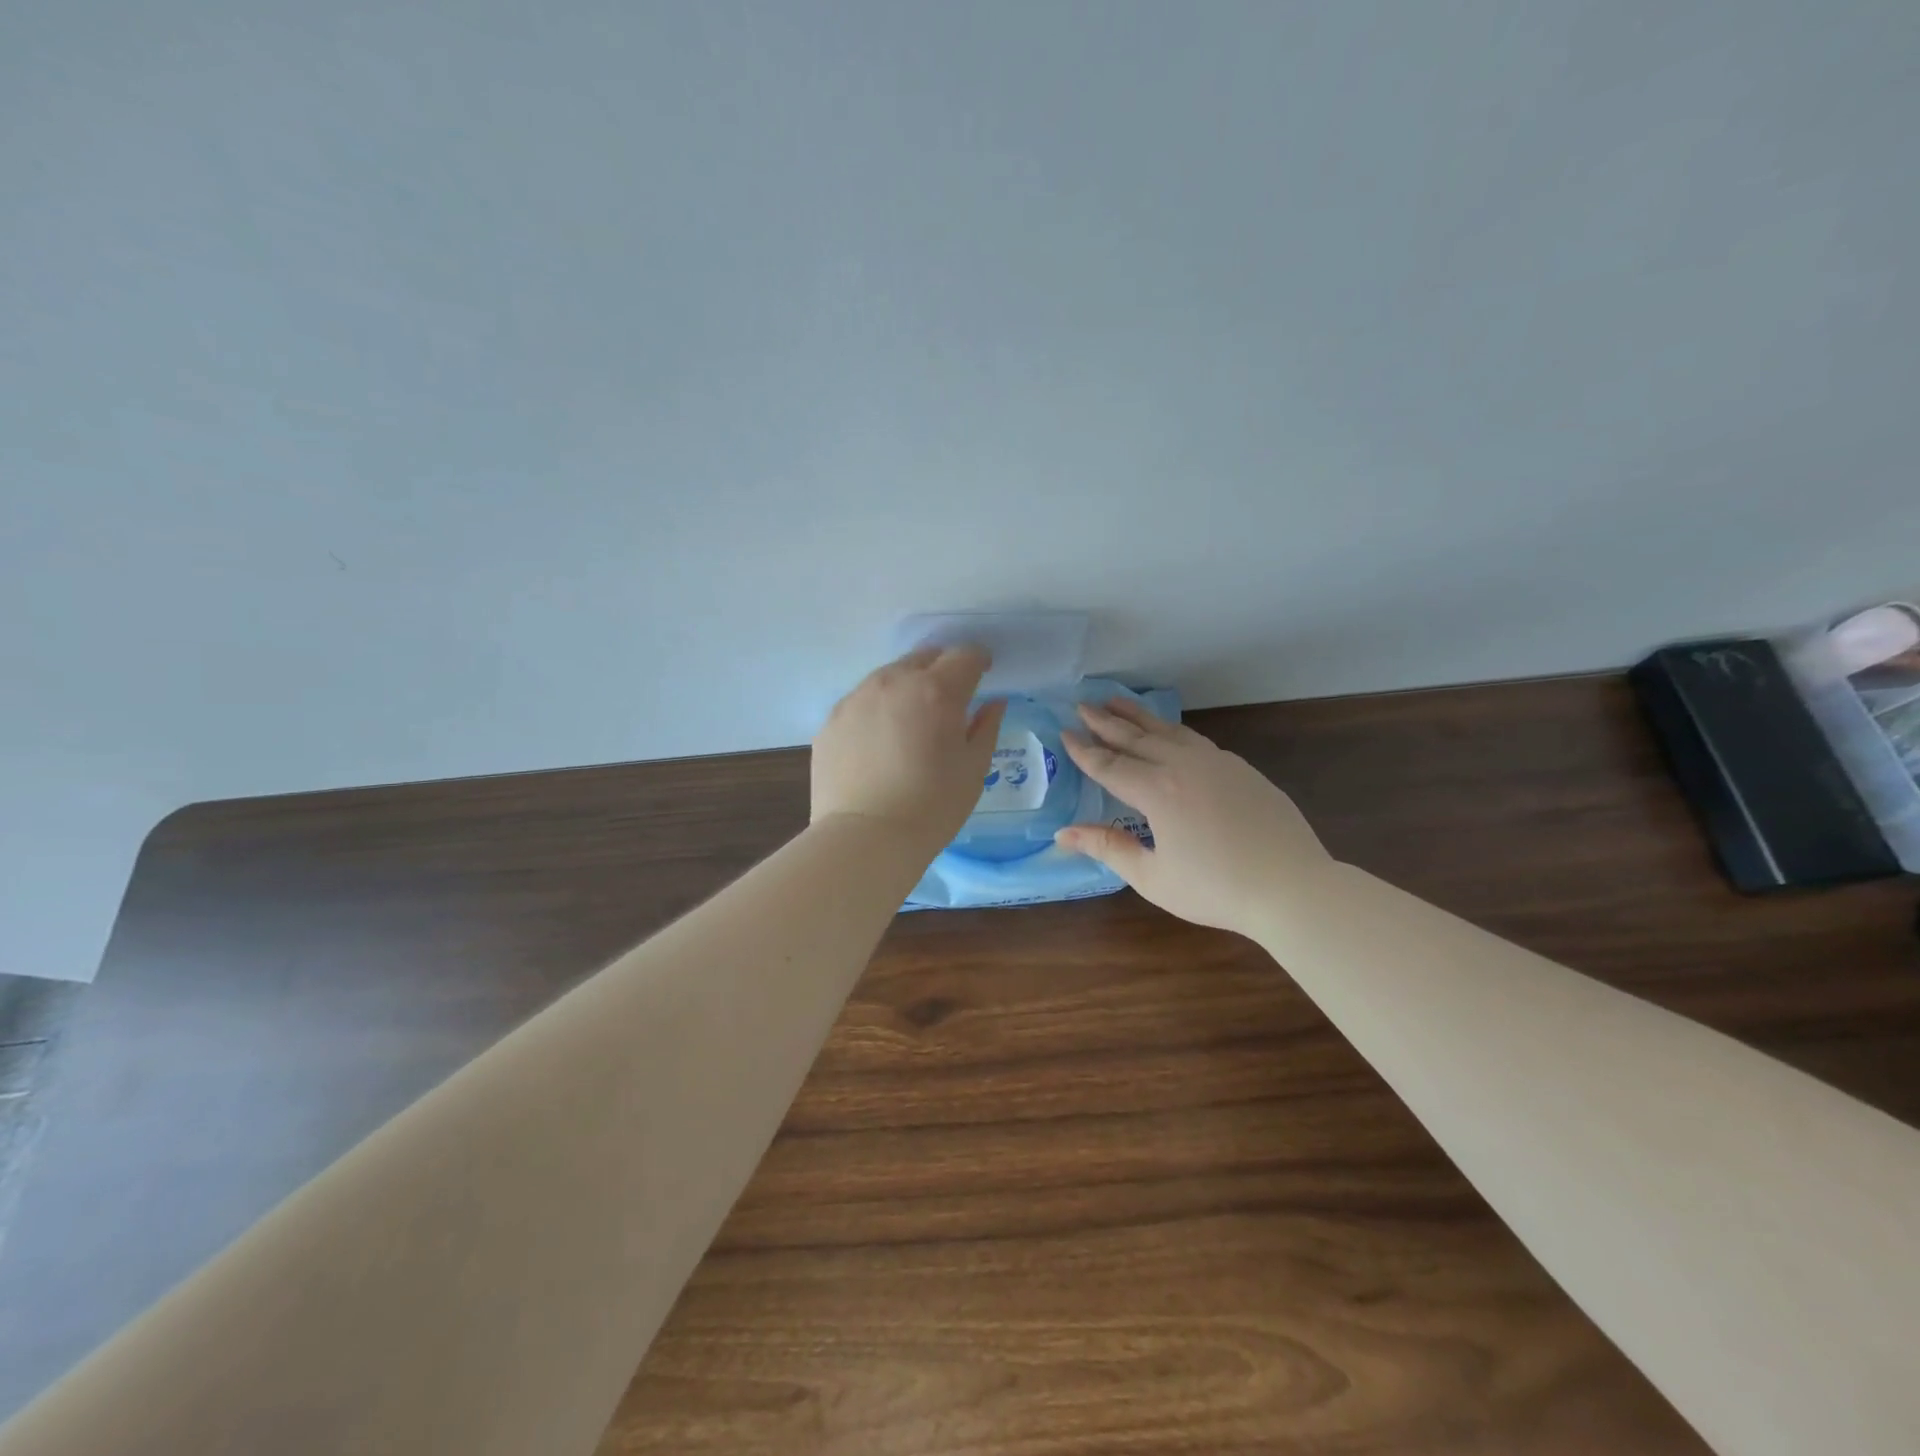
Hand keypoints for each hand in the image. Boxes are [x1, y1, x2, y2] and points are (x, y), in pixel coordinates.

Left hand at [812, 646, 1006, 853]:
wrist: (864, 838)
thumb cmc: (932, 806)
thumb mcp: (973, 770)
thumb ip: (985, 728)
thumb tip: (993, 703)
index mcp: (937, 690)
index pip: (964, 655)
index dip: (979, 661)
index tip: (983, 674)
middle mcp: (894, 682)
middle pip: (923, 657)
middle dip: (942, 669)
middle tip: (949, 698)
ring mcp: (857, 698)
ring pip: (888, 676)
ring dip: (907, 686)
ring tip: (911, 720)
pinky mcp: (831, 720)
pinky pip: (861, 702)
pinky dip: (877, 710)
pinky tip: (880, 742)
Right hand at [1054, 698, 1332, 935]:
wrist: (1293, 888)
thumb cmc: (1216, 889)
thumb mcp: (1152, 877)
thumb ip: (1108, 848)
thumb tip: (1063, 834)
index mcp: (1158, 792)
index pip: (1110, 765)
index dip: (1084, 750)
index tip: (1064, 732)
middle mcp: (1184, 766)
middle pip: (1137, 738)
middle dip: (1106, 722)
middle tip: (1083, 704)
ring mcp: (1217, 763)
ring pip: (1169, 731)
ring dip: (1139, 716)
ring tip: (1117, 702)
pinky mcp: (1241, 769)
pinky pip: (1196, 740)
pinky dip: (1172, 730)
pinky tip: (1168, 732)